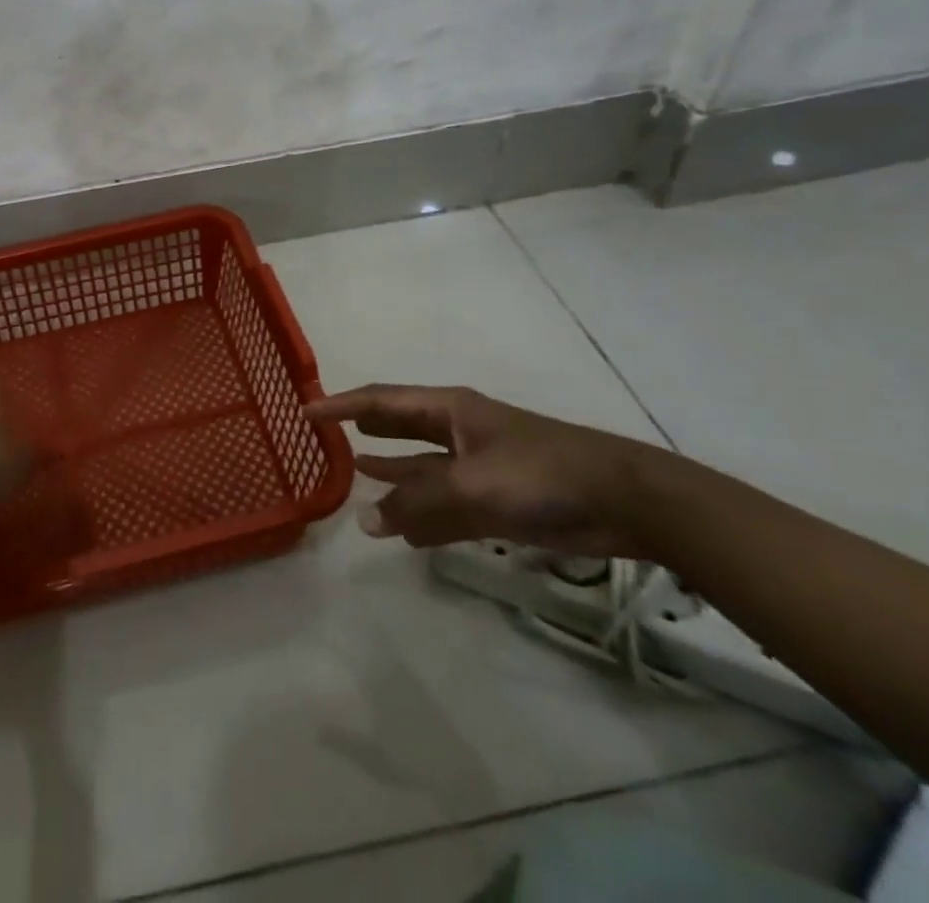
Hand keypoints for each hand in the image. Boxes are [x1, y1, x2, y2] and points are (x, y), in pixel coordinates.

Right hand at [308, 384, 663, 556]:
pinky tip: (400, 527)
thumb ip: (418, 504)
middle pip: (399, 428)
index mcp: (448, 411)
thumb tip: (367, 522)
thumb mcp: (472, 484)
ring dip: (391, 476)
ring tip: (355, 478)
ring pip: (420, 470)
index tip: (305, 411)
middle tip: (327, 438)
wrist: (623, 500)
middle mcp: (456, 432)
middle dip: (366, 432)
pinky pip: (444, 505)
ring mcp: (476, 466)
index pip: (381, 401)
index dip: (341, 405)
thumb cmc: (541, 473)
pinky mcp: (495, 500)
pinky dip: (421, 514)